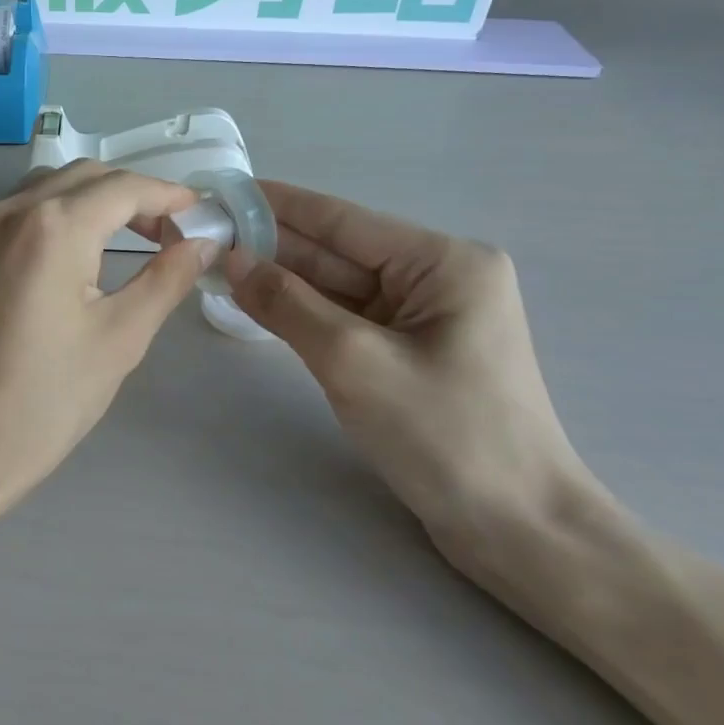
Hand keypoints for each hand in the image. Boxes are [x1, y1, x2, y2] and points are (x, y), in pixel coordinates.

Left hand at [0, 162, 215, 528]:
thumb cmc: (43, 398)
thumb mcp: (120, 338)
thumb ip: (165, 279)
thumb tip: (200, 243)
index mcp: (54, 225)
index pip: (124, 188)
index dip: (169, 195)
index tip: (202, 213)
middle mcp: (12, 211)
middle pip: (86, 177)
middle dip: (134, 194)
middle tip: (171, 232)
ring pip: (50, 188)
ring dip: (95, 199)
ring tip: (131, 239)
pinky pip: (23, 211)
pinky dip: (61, 215)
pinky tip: (80, 253)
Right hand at [226, 182, 608, 574]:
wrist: (518, 533)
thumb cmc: (446, 437)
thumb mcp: (354, 362)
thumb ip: (288, 304)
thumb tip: (231, 258)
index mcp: (443, 262)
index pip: (342, 220)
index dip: (277, 205)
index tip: (222, 191)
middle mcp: (437, 278)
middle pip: (338, 252)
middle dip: (272, 244)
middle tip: (205, 232)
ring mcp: (424, 318)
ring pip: (338, 287)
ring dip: (282, 279)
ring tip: (216, 261)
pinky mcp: (410, 353)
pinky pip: (346, 319)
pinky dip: (302, 312)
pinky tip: (257, 301)